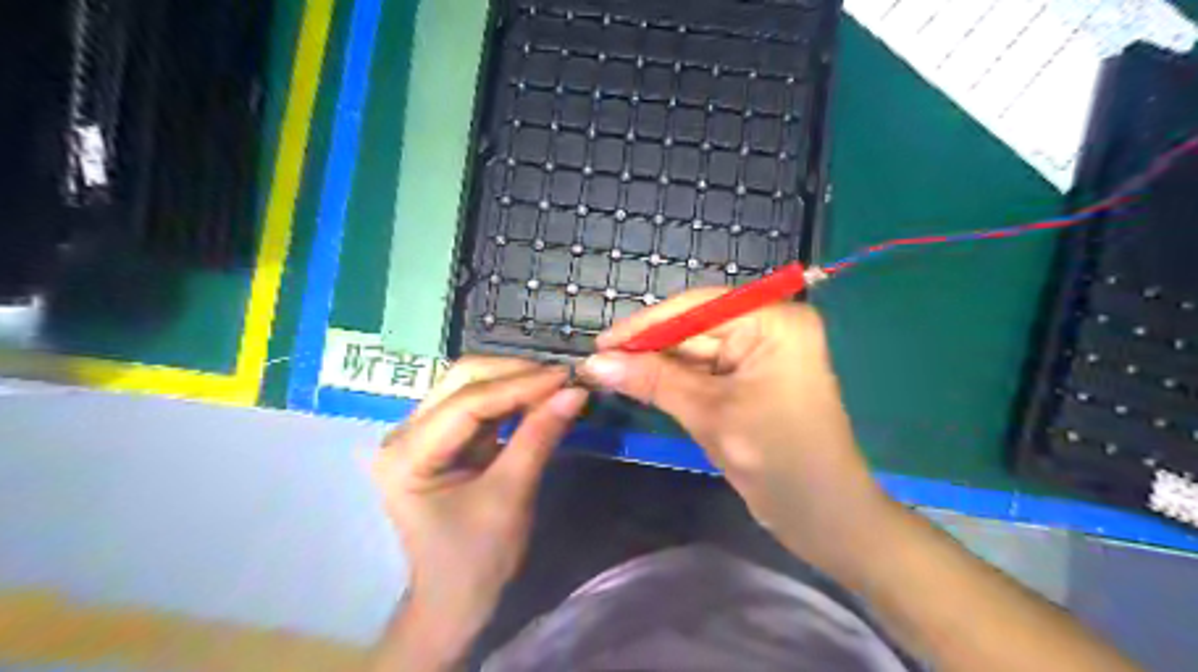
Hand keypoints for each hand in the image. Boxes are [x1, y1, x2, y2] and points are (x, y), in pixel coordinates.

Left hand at [370, 359, 585, 659]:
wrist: (455, 601)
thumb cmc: (476, 559)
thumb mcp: (511, 496)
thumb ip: (539, 437)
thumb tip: (575, 392)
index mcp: (406, 454)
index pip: (467, 402)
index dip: (520, 384)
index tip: (566, 376)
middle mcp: (404, 433)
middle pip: (462, 381)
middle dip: (515, 374)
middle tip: (562, 378)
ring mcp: (421, 434)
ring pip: (470, 386)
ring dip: (514, 382)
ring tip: (556, 384)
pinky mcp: (441, 439)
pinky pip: (478, 405)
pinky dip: (511, 399)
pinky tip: (539, 397)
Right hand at [581, 288, 887, 571]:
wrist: (823, 517)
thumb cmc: (777, 459)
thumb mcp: (709, 414)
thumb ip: (652, 381)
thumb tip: (595, 363)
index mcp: (773, 321)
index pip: (697, 308)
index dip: (645, 325)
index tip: (600, 343)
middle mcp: (768, 327)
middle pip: (694, 327)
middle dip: (648, 348)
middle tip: (598, 363)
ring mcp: (760, 354)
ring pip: (694, 351)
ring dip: (656, 366)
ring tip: (609, 374)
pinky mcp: (750, 380)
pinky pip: (704, 372)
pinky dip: (673, 381)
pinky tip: (640, 384)